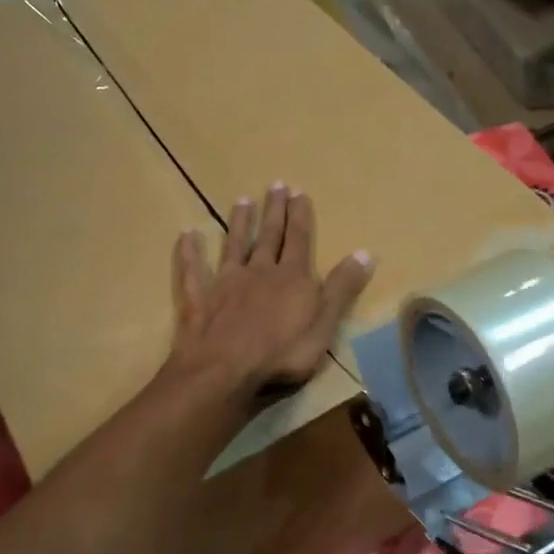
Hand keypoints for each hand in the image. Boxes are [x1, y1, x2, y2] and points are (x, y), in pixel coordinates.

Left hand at [166, 183, 374, 407]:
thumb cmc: (282, 353)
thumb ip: (342, 289)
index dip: (301, 217)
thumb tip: (366, 253)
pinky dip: (189, 252)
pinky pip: (192, 271)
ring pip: (233, 246)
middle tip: (275, 185)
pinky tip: (187, 235)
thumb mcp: (324, 324)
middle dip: (274, 212)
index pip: (300, 240)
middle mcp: (259, 272)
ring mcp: (226, 283)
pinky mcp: (199, 299)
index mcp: (292, 279)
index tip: (299, 192)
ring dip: (238, 223)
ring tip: (242, 200)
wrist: (225, 369)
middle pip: (268, 237)